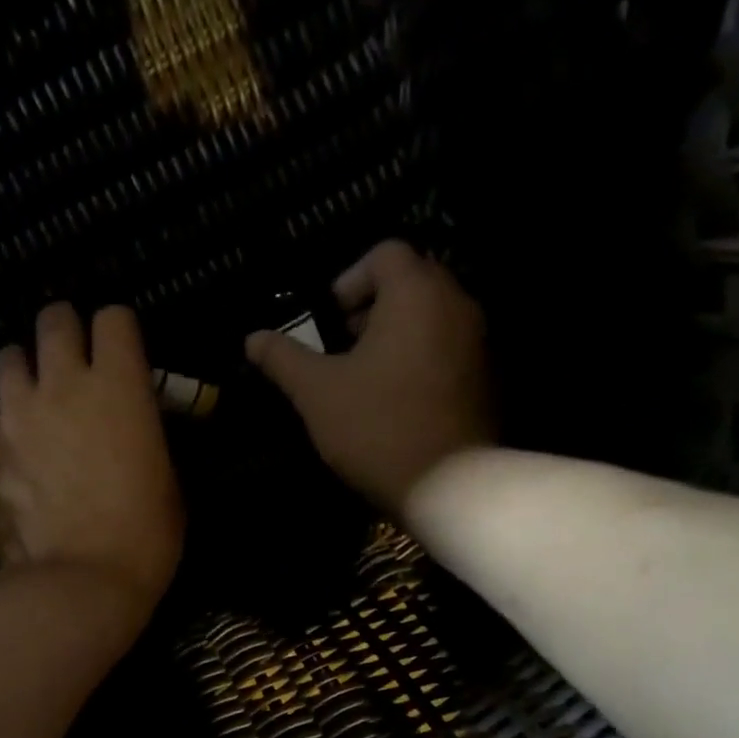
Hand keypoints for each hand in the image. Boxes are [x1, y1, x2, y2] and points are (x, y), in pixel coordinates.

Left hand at [0, 303, 183, 629]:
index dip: (119, 333)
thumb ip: (145, 434)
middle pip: (54, 319)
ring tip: (36, 400)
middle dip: (66, 333)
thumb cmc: (143, 538)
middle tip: (75, 363)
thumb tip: (130, 423)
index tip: (123, 356)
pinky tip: (17, 456)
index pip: (113, 318)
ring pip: (8, 359)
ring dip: (25, 370)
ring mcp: (17, 417)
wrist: (79, 585)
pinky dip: (4, 429)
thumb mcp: (167, 479)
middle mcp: (61, 385)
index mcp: (118, 385)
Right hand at [245, 241, 492, 515]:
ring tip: (363, 378)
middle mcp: (456, 303)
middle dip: (370, 308)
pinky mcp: (486, 376)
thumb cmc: (376, 427)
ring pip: (430, 317)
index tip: (326, 322)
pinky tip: (394, 400)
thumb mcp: (317, 393)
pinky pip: (446, 348)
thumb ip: (284, 359)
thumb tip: (252, 338)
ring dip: (394, 335)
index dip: (347, 281)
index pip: (384, 254)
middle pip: (411, 281)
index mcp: (416, 294)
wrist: (448, 483)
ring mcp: (477, 340)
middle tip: (340, 349)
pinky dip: (418, 359)